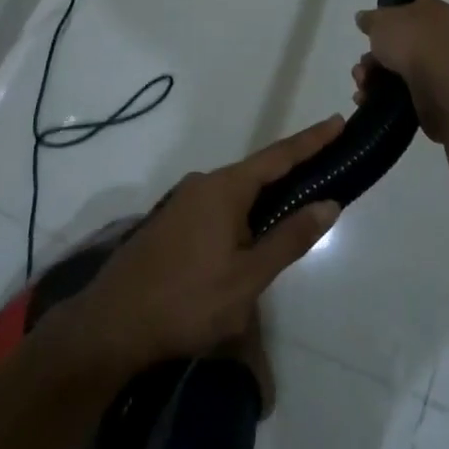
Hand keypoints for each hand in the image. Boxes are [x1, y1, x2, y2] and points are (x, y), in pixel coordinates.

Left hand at [65, 117, 343, 374]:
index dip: (312, 140)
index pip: (279, 156)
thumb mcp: (248, 277)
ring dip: (266, 197)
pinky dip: (243, 212)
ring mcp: (183, 202)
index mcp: (225, 188)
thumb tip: (329, 203)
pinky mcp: (170, 223)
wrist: (110, 327)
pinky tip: (250, 237)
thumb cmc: (186, 301)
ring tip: (294, 211)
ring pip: (236, 192)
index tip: (338, 121)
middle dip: (292, 171)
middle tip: (326, 172)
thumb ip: (290, 238)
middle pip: (258, 172)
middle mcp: (203, 183)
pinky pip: (218, 206)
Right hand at [353, 0, 448, 140]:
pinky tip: (366, 98)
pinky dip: (381, 95)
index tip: (383, 5)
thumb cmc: (414, 40)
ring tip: (362, 84)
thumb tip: (364, 18)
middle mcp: (438, 34)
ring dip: (373, 75)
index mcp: (432, 9)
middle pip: (400, 37)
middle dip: (375, 52)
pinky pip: (400, 91)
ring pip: (397, 66)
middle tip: (363, 62)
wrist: (442, 85)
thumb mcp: (382, 21)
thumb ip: (370, 19)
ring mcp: (436, 65)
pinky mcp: (431, 92)